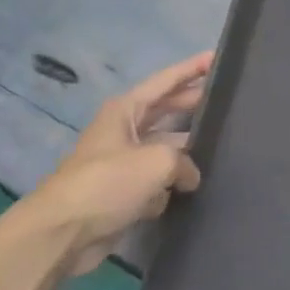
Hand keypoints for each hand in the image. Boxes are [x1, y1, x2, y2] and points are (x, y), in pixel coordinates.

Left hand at [11, 52, 212, 273]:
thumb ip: (185, 161)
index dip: (192, 68)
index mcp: (126, 110)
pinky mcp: (124, 193)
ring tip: (222, 144)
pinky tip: (198, 187)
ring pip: (164, 147)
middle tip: (227, 101)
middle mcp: (124, 130)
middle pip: (166, 110)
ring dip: (188, 148)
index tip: (217, 56)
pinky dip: (173, 183)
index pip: (165, 81)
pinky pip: (158, 180)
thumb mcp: (157, 161)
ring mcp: (124, 162)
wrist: (62, 233)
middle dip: (193, 103)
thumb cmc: (108, 182)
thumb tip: (190, 176)